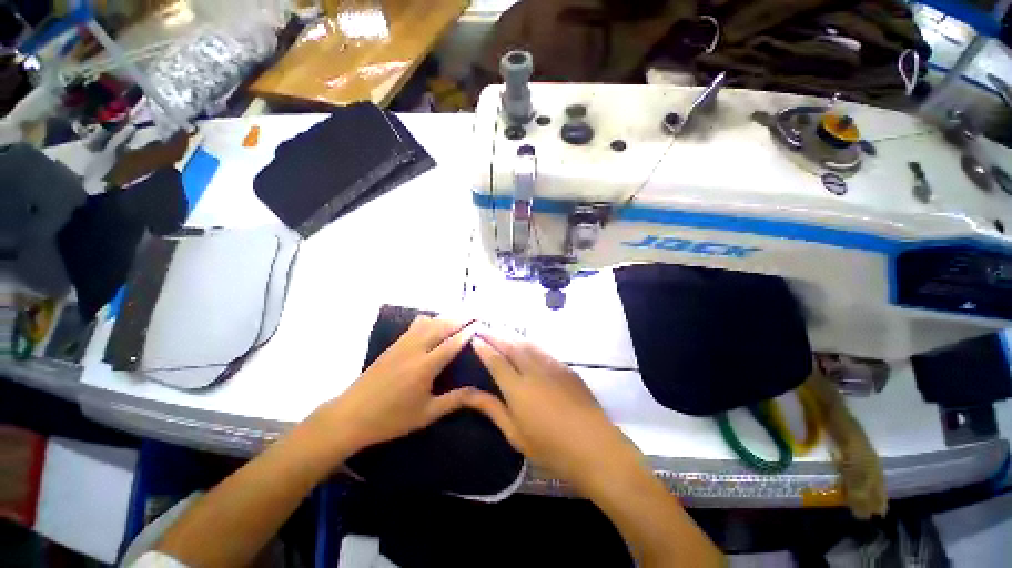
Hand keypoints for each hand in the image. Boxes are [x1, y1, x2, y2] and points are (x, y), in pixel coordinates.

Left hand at [311, 316, 477, 454]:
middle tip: (475, 314)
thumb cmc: (391, 419)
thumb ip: (454, 400)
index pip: (452, 343)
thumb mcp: (426, 414)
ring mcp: (402, 345)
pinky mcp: (393, 345)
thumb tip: (479, 392)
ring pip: (428, 323)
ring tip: (459, 317)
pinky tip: (433, 324)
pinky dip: (429, 320)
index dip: (468, 332)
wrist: (350, 416)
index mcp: (425, 367)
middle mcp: (415, 350)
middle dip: (460, 319)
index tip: (481, 323)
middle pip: (441, 327)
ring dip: (445, 318)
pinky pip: (415, 326)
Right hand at [466, 333, 643, 492]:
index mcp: (517, 388)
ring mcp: (552, 366)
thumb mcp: (515, 434)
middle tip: (483, 328)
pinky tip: (526, 344)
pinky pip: (542, 350)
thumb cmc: (550, 447)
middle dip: (495, 335)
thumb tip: (469, 393)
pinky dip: (529, 344)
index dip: (484, 348)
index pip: (496, 361)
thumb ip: (492, 409)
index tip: (474, 338)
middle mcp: (533, 371)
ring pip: (527, 344)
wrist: (594, 445)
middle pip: (511, 346)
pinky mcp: (566, 368)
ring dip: (512, 336)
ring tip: (501, 331)